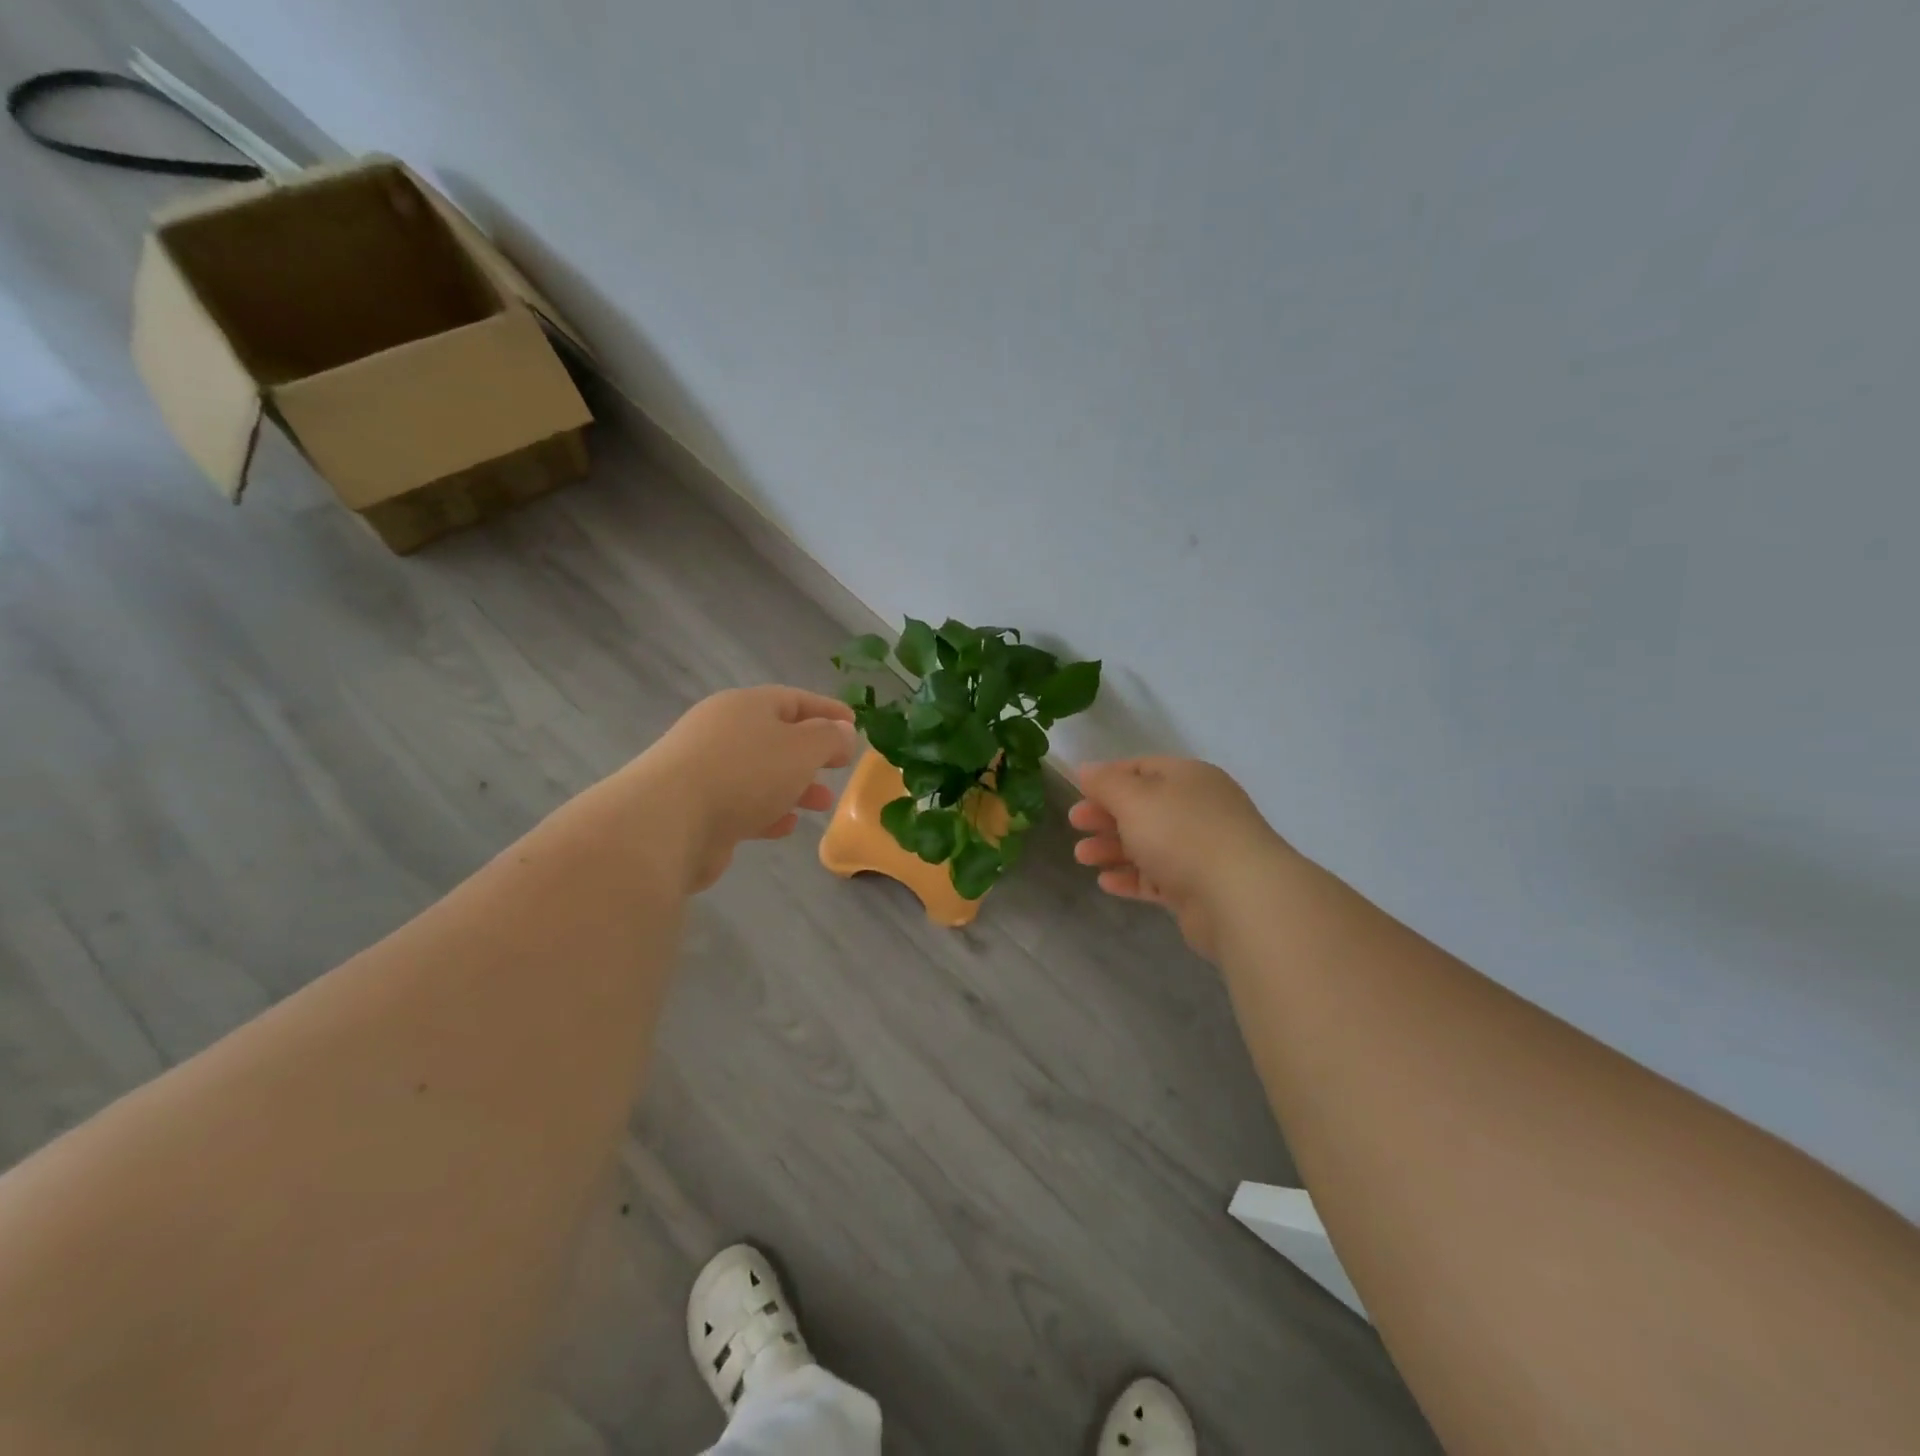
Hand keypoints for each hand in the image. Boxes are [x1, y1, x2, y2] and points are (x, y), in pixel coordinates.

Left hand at [641, 686, 857, 890]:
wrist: (668, 822)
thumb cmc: (745, 773)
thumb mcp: (802, 748)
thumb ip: (829, 738)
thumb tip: (842, 732)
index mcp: (745, 705)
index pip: (794, 699)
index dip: (827, 710)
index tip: (854, 725)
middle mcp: (722, 731)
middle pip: (776, 736)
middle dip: (812, 754)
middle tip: (839, 768)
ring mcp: (705, 769)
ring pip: (761, 773)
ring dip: (794, 786)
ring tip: (822, 804)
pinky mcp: (696, 807)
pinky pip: (741, 803)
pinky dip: (767, 811)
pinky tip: (785, 826)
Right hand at [1070, 757, 1285, 960]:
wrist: (1239, 896)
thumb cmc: (1181, 833)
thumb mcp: (1134, 799)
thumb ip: (1106, 783)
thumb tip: (1087, 769)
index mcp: (1189, 778)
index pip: (1143, 768)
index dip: (1109, 778)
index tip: (1078, 792)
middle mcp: (1198, 809)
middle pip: (1143, 808)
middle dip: (1106, 815)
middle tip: (1075, 824)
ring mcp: (1200, 850)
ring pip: (1148, 844)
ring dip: (1112, 848)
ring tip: (1081, 857)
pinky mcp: (1198, 888)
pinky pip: (1157, 877)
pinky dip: (1131, 877)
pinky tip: (1106, 883)